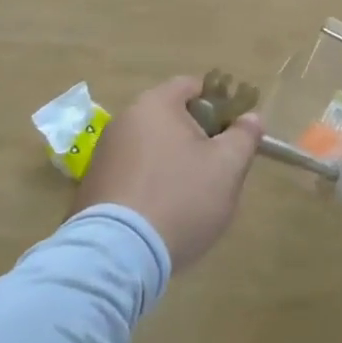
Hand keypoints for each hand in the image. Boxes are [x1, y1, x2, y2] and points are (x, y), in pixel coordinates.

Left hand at [74, 76, 264, 269]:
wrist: (117, 256)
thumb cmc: (180, 198)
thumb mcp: (228, 166)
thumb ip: (244, 136)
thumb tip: (251, 118)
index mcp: (156, 105)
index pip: (192, 86)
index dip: (219, 104)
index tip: (232, 133)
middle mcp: (124, 121)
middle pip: (171, 118)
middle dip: (196, 138)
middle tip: (217, 169)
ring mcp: (103, 155)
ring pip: (151, 149)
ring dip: (172, 164)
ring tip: (189, 199)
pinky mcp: (91, 188)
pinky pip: (131, 176)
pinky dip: (149, 187)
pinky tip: (161, 217)